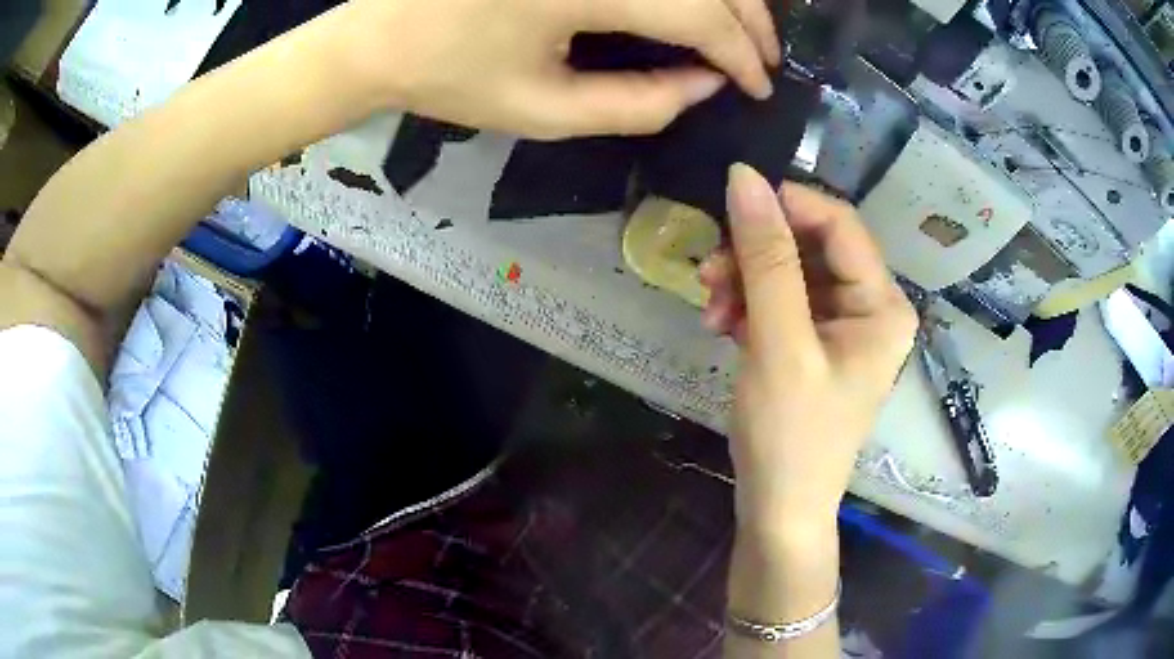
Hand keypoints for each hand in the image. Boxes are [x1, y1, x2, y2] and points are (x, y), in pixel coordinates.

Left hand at [336, 0, 778, 138]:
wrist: (378, 36)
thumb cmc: (451, 77)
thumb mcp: (545, 111)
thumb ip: (638, 104)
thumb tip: (706, 85)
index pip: (700, 16)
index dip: (741, 55)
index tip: (761, 87)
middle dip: (749, 21)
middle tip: (764, 60)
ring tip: (742, 33)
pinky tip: (695, 4)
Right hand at [701, 165, 916, 532]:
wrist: (777, 510)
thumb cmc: (790, 436)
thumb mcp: (779, 343)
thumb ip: (766, 258)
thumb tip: (745, 177)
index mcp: (883, 305)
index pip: (840, 224)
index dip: (786, 204)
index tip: (729, 204)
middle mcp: (870, 307)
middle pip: (811, 246)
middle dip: (756, 254)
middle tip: (708, 272)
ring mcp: (842, 326)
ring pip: (789, 272)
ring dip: (745, 281)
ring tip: (709, 310)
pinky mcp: (814, 343)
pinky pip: (780, 301)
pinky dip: (748, 305)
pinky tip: (722, 325)